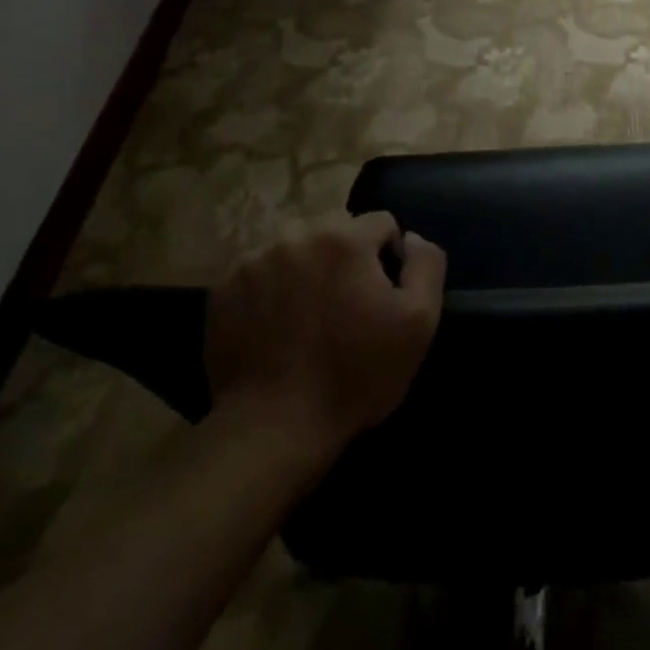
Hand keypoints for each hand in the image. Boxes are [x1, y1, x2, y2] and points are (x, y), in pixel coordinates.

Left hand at [203, 212, 445, 447]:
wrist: (274, 426)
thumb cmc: (356, 375)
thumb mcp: (418, 322)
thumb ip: (426, 265)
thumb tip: (411, 238)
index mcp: (344, 239)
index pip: (381, 222)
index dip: (389, 257)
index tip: (383, 296)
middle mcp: (296, 236)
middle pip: (334, 230)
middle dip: (346, 257)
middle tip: (346, 306)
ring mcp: (253, 260)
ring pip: (295, 248)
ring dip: (308, 268)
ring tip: (308, 315)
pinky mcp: (224, 288)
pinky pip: (261, 272)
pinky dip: (273, 288)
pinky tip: (276, 326)